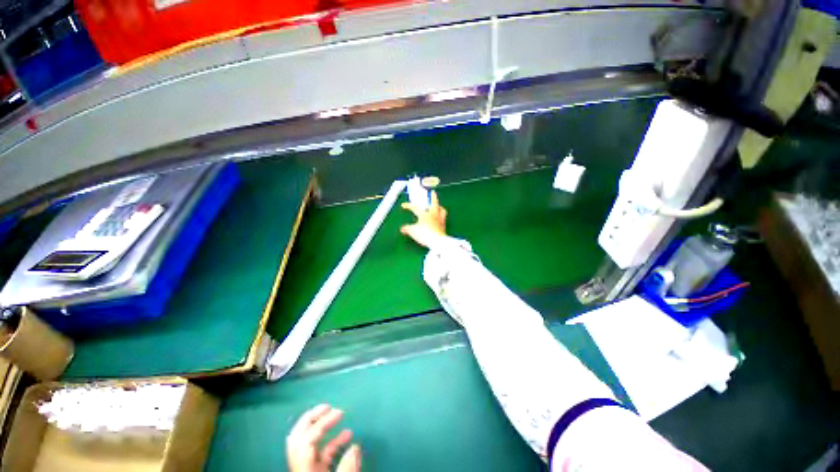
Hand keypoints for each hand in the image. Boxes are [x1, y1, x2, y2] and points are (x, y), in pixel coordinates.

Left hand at [287, 404, 361, 471]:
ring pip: (308, 442)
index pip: (305, 439)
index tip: (339, 412)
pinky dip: (332, 441)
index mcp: (303, 468)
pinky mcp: (315, 470)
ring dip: (324, 427)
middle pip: (298, 436)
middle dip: (312, 418)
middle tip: (328, 406)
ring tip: (340, 416)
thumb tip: (355, 447)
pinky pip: (320, 452)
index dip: (321, 423)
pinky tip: (346, 435)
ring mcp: (306, 467)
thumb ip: (346, 467)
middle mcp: (301, 465)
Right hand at [400, 191, 447, 247]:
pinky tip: (440, 218)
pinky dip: (442, 216)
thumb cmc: (424, 234)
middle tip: (433, 192)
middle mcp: (433, 215)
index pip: (415, 208)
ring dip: (439, 207)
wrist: (437, 241)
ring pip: (442, 210)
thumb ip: (407, 228)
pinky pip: (444, 218)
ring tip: (438, 206)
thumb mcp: (412, 231)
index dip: (409, 206)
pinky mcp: (444, 227)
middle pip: (434, 203)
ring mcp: (440, 220)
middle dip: (433, 197)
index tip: (403, 205)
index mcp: (424, 214)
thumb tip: (402, 228)